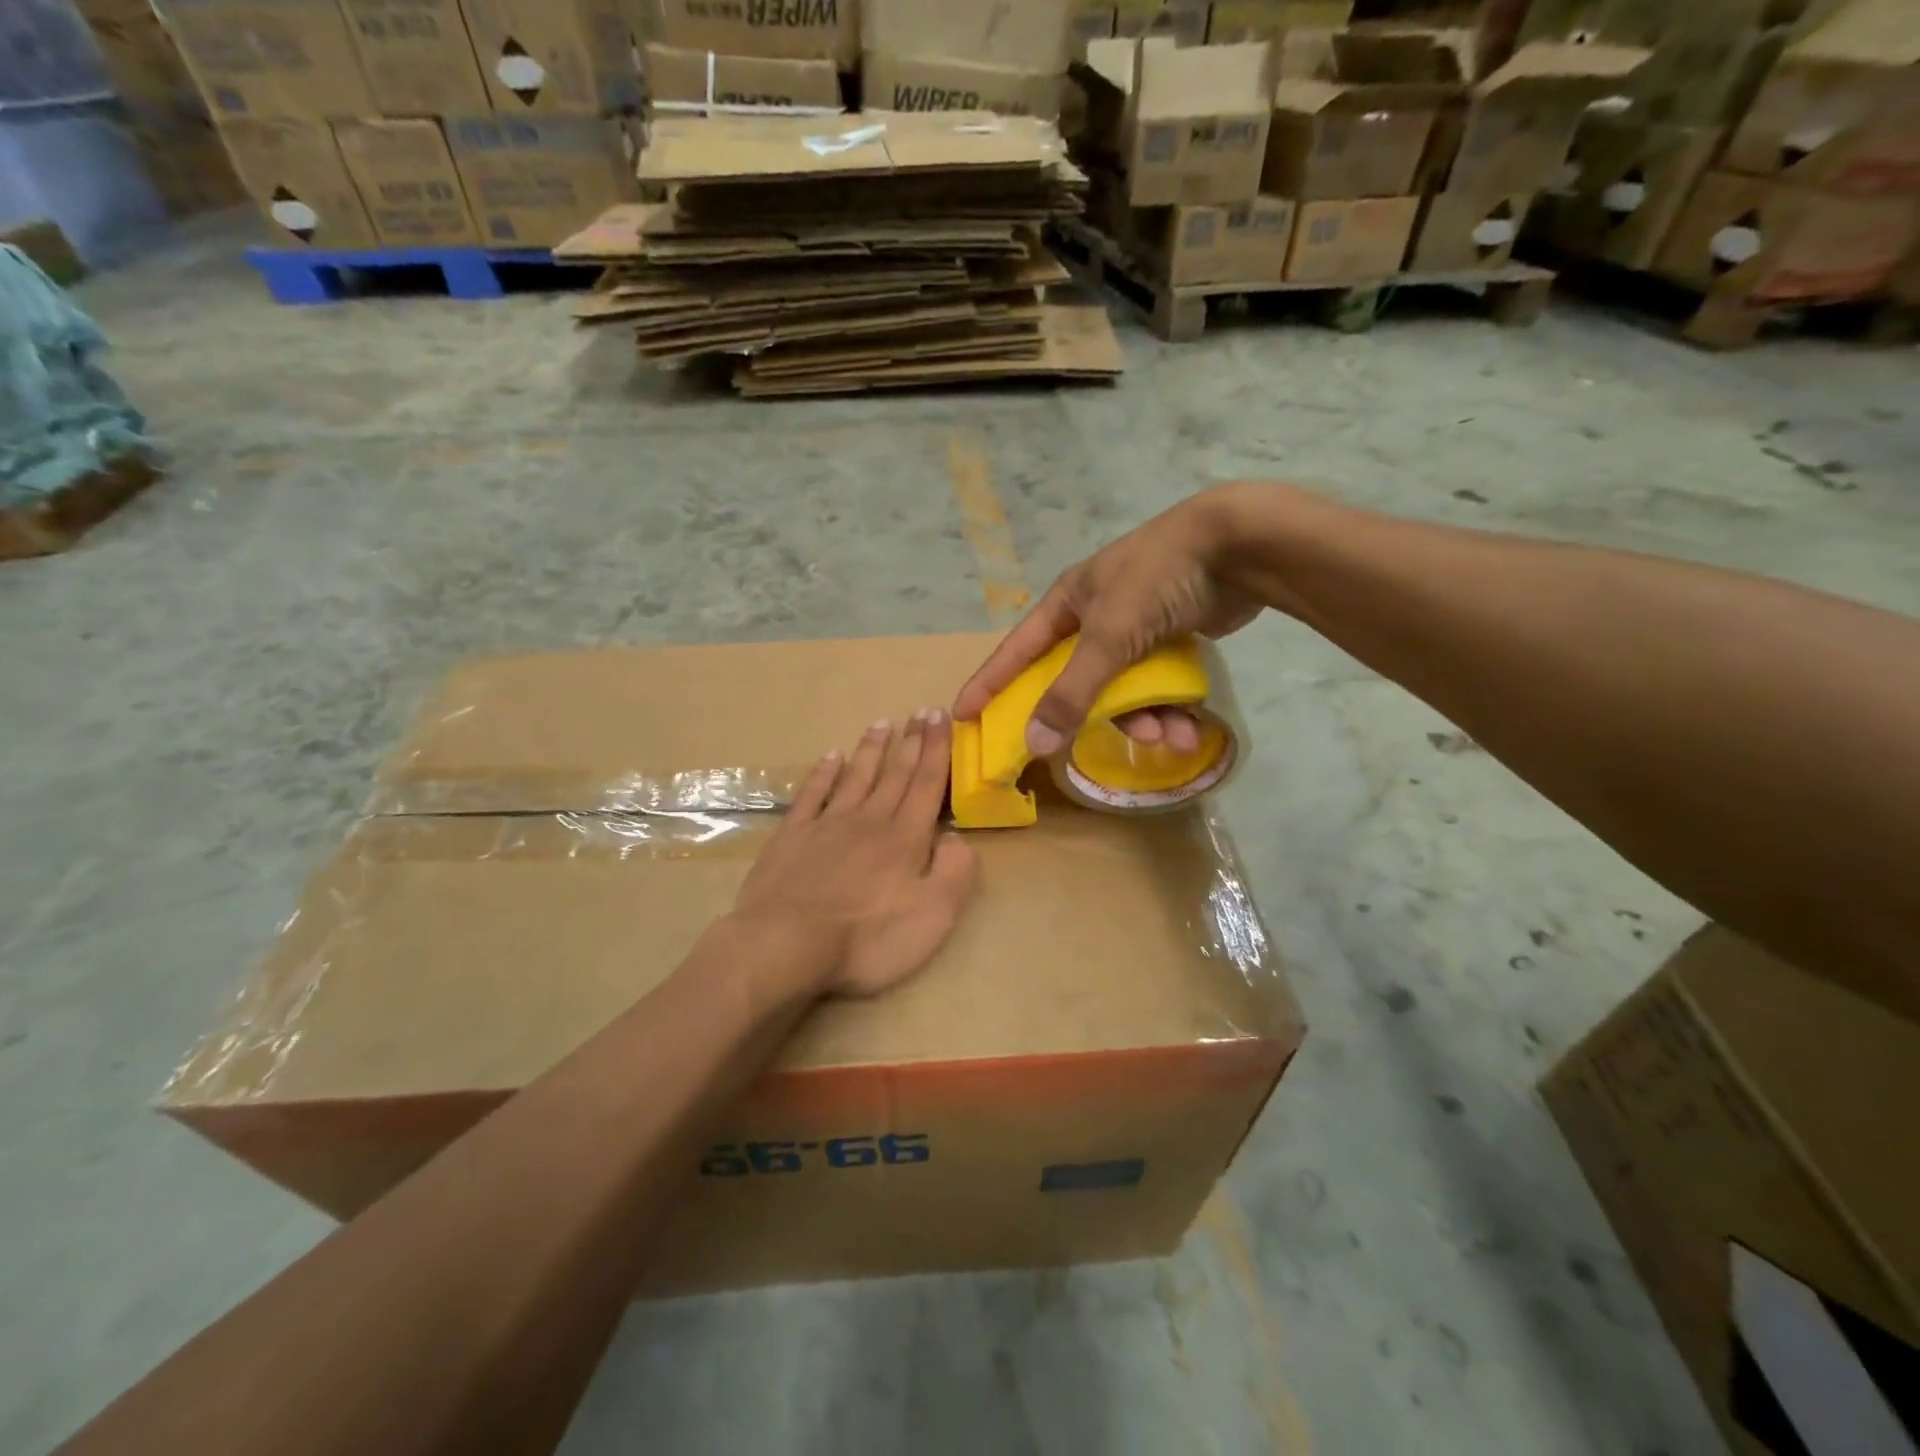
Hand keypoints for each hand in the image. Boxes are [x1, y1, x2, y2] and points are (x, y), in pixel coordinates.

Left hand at [732, 710, 977, 998]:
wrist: (786, 945)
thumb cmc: (867, 939)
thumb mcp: (933, 915)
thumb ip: (954, 872)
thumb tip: (956, 837)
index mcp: (905, 838)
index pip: (927, 784)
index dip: (937, 749)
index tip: (941, 716)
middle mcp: (869, 820)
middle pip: (895, 774)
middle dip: (911, 742)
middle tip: (921, 711)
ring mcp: (827, 825)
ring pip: (855, 777)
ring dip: (871, 750)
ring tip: (881, 723)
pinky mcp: (792, 837)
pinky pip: (811, 795)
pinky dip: (823, 773)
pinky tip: (830, 757)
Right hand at [952, 485, 1262, 754]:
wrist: (1239, 547)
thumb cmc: (1158, 579)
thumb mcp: (1109, 636)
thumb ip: (1072, 692)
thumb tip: (1035, 743)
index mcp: (1067, 602)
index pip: (1017, 650)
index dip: (990, 682)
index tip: (965, 714)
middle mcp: (1094, 616)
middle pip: (1074, 680)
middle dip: (1090, 715)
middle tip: (1086, 747)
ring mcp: (1135, 627)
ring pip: (1122, 689)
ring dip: (1143, 719)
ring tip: (1169, 737)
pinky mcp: (1170, 639)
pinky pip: (1156, 686)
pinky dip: (1169, 709)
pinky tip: (1189, 728)